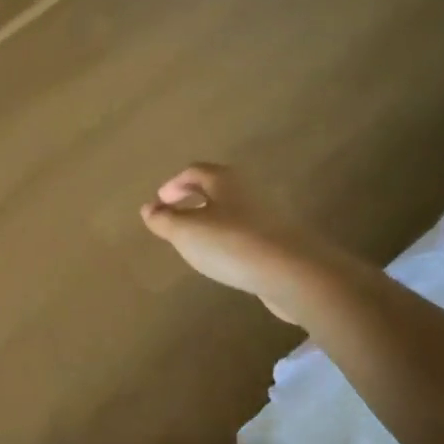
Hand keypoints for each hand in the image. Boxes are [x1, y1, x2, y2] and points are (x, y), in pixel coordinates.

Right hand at [140, 163, 333, 323]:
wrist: (293, 272)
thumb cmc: (232, 243)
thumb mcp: (186, 232)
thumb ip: (164, 220)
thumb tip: (149, 209)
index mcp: (224, 180)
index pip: (194, 172)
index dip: (173, 185)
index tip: (159, 203)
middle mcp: (248, 190)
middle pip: (216, 188)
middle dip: (193, 200)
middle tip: (175, 218)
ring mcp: (268, 216)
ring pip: (231, 211)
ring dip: (211, 221)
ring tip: (196, 242)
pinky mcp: (279, 241)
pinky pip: (246, 234)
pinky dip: (229, 240)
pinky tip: (224, 259)